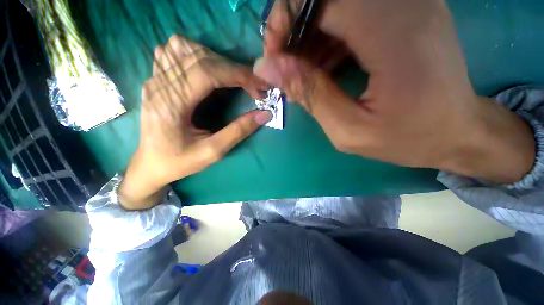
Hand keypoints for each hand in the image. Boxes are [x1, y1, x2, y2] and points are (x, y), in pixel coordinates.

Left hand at [119, 35, 271, 209]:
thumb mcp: (212, 152)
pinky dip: (197, 55)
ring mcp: (154, 78)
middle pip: (200, 57)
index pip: (207, 73)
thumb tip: (265, 114)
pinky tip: (209, 71)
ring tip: (233, 78)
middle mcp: (160, 85)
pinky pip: (174, 52)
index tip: (260, 85)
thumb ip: (238, 131)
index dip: (238, 74)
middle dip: (234, 69)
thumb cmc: (180, 161)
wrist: (150, 164)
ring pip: (185, 48)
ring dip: (216, 59)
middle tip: (253, 86)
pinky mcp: (156, 79)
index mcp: (172, 104)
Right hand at [257, 0, 534, 182]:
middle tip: (285, 68)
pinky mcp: (405, 14)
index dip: (285, 22)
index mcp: (393, 34)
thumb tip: (268, 68)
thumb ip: (310, 94)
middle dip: (293, 28)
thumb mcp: (349, 130)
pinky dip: (327, 37)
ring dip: (309, 37)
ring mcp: (408, 5)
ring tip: (303, 74)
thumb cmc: (407, 138)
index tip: (274, 58)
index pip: (320, 0)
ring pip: (336, 5)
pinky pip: (351, 14)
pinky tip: (323, 67)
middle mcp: (404, 5)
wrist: (457, 132)